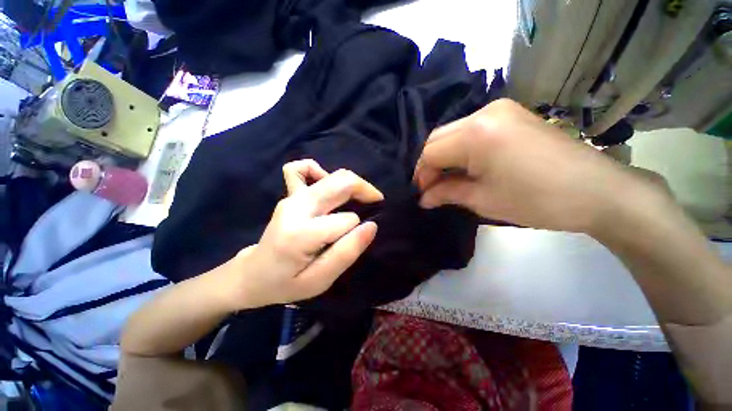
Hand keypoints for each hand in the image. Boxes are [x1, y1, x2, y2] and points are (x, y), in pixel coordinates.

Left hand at [223, 160, 382, 309]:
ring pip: (331, 175)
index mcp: (301, 233)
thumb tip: (371, 226)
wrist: (252, 274)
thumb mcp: (319, 281)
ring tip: (360, 198)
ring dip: (353, 183)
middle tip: (376, 203)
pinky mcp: (289, 194)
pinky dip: (320, 171)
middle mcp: (296, 207)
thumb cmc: (286, 283)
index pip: (346, 220)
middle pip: (340, 183)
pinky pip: (301, 169)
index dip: (357, 229)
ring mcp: (291, 197)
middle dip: (365, 190)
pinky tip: (327, 185)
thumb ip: (346, 253)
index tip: (357, 239)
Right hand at [414, 98, 658, 233]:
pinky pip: (471, 129)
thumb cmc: (537, 200)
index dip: (421, 175)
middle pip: (437, 138)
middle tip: (432, 188)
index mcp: (475, 134)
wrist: (599, 191)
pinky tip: (466, 165)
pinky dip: (461, 149)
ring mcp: (499, 109)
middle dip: (429, 165)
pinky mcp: (511, 114)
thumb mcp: (483, 200)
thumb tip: (423, 198)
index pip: (430, 153)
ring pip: (452, 132)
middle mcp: (483, 112)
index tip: (422, 194)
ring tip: (448, 179)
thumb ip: (446, 193)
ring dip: (444, 156)